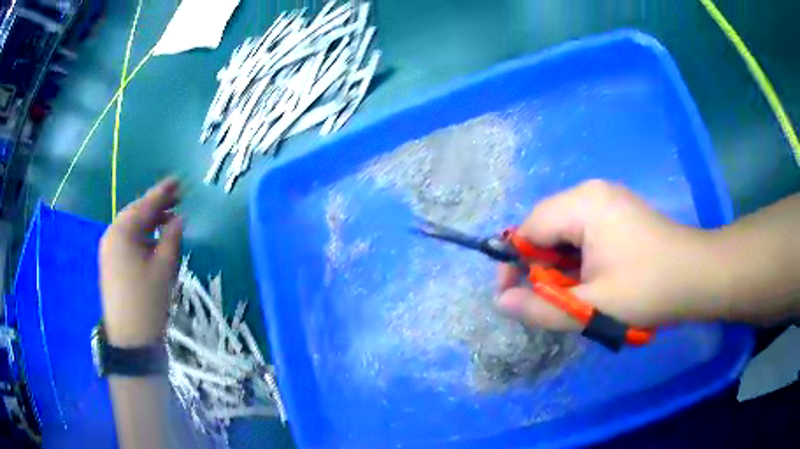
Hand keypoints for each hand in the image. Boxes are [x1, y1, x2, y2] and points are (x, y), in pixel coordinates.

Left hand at [99, 178, 182, 346]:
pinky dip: (141, 237)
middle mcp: (111, 235)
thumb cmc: (148, 301)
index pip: (145, 205)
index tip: (178, 181)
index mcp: (122, 231)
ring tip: (168, 220)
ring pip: (130, 228)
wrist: (130, 340)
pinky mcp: (110, 265)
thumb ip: (172, 237)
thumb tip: (178, 219)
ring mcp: (108, 251)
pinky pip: (126, 242)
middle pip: (135, 214)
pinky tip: (153, 241)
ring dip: (149, 223)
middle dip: (156, 207)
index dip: (163, 192)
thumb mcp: (165, 267)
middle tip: (177, 199)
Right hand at [497, 180, 719, 330]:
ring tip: (578, 293)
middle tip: (554, 300)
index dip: (515, 263)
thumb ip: (542, 307)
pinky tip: (595, 279)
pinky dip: (580, 258)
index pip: (529, 228)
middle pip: (547, 227)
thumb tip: (501, 302)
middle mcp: (591, 192)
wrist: (698, 277)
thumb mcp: (592, 308)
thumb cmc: (649, 289)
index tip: (514, 297)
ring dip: (562, 265)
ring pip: (565, 232)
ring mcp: (608, 199)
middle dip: (542, 266)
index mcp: (584, 204)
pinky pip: (584, 231)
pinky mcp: (619, 211)